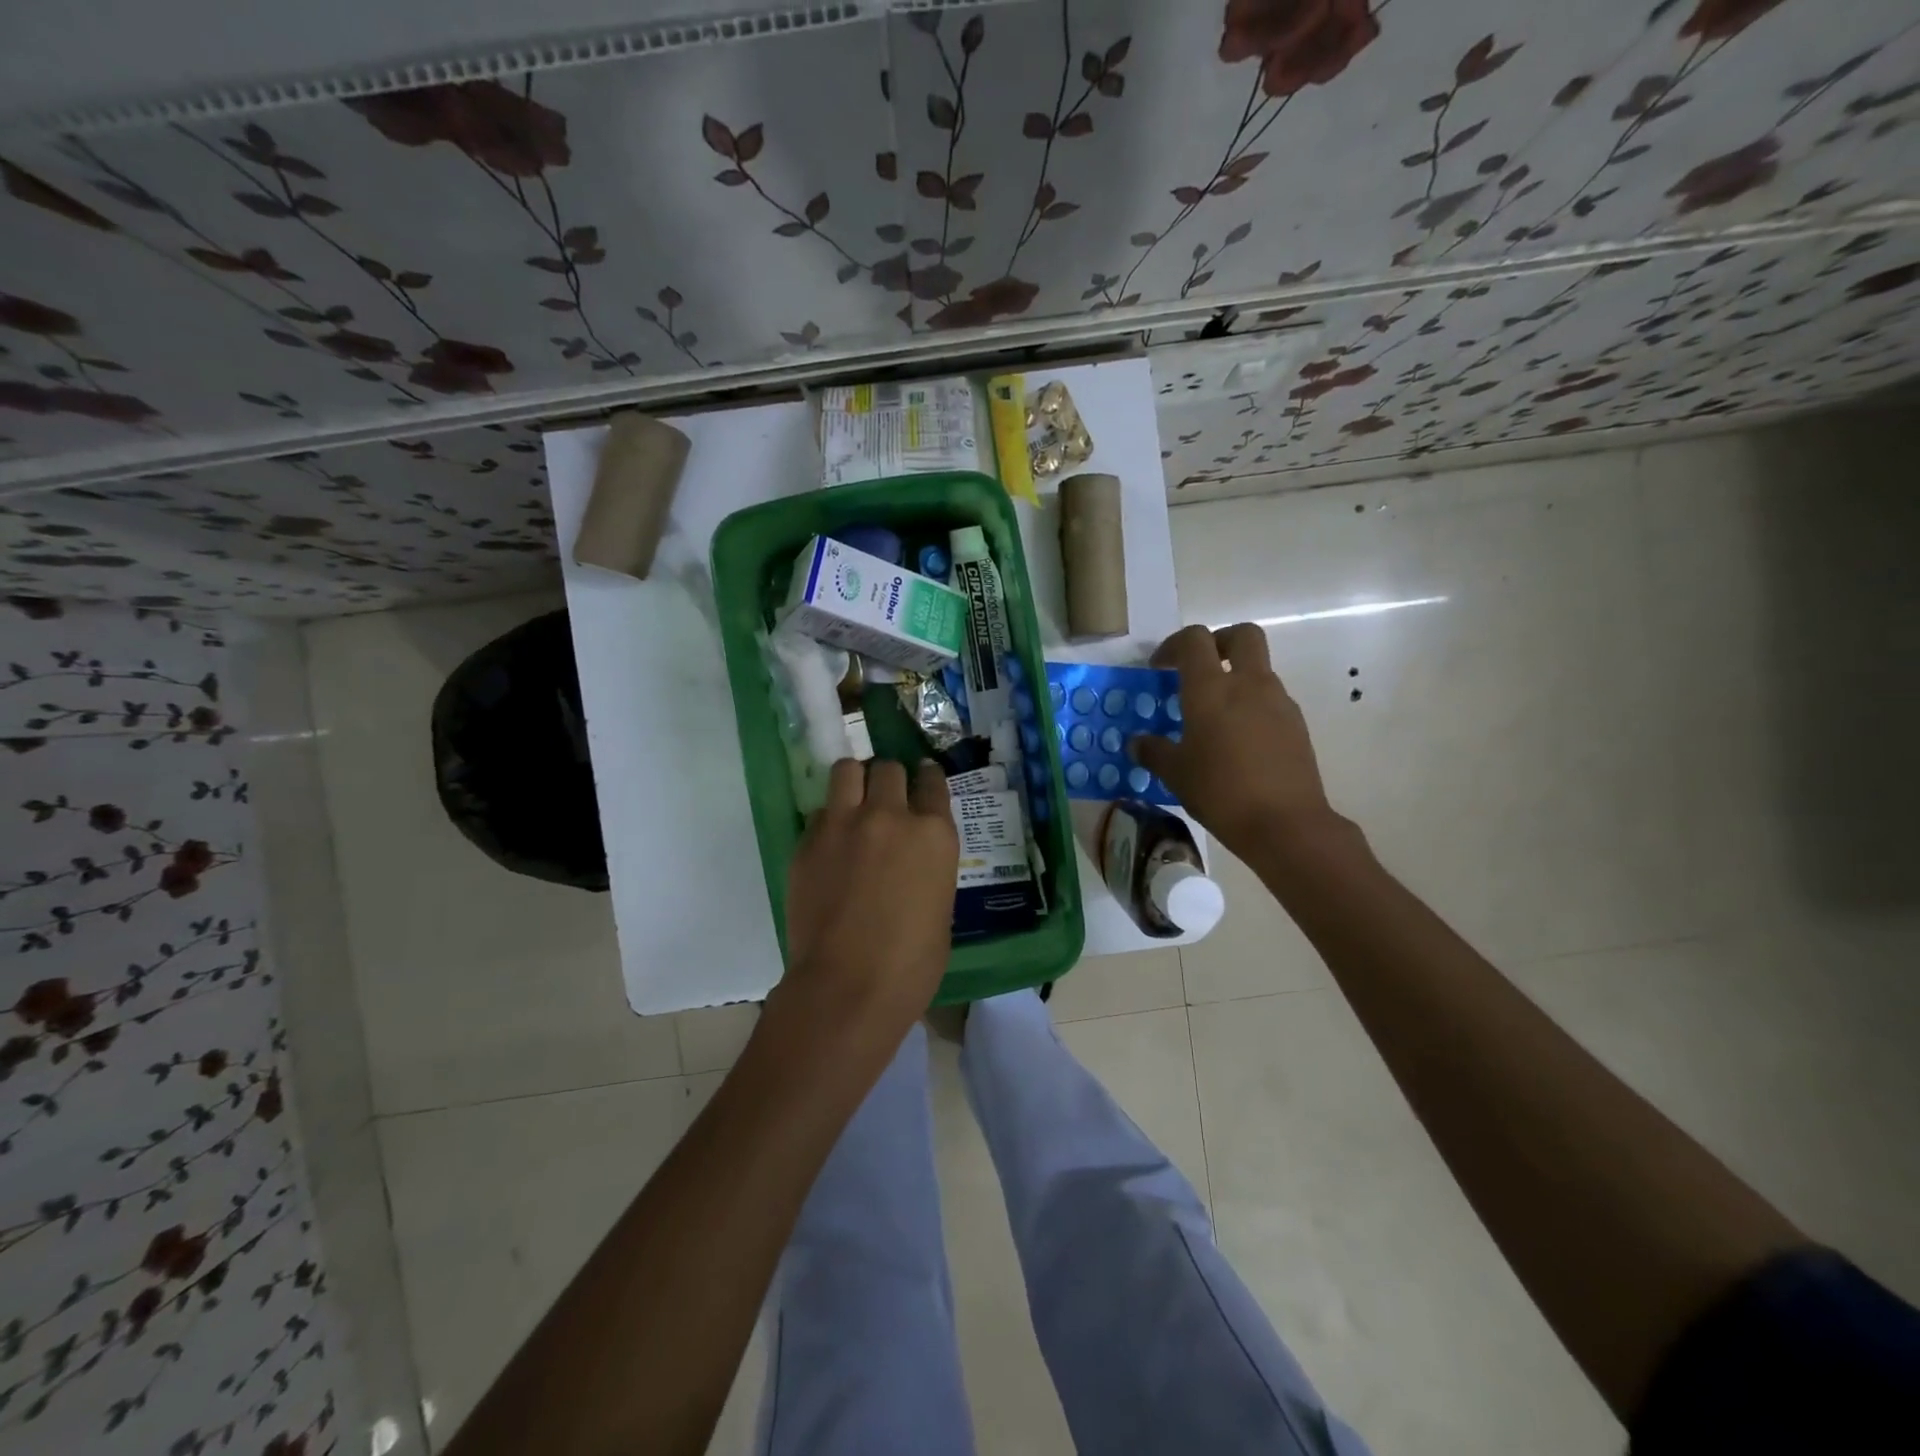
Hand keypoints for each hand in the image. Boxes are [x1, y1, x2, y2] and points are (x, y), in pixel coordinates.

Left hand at [779, 759, 957, 1037]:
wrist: (847, 986)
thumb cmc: (910, 963)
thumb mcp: (941, 906)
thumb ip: (928, 866)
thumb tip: (913, 860)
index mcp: (934, 834)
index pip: (932, 781)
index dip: (926, 777)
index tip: (922, 778)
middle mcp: (890, 815)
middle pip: (889, 768)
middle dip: (889, 779)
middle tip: (886, 798)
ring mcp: (845, 823)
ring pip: (847, 770)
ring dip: (855, 781)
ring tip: (854, 800)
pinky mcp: (808, 840)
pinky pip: (821, 811)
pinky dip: (829, 819)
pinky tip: (831, 844)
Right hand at [1130, 623, 1340, 859]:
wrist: (1285, 823)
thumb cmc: (1220, 791)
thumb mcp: (1176, 774)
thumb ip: (1153, 752)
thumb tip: (1136, 743)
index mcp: (1211, 689)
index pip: (1194, 640)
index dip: (1173, 645)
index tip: (1159, 668)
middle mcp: (1248, 684)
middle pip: (1242, 635)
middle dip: (1219, 641)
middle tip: (1200, 667)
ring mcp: (1278, 702)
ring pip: (1258, 668)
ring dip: (1236, 677)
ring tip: (1215, 715)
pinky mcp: (1296, 724)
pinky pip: (1271, 699)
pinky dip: (1252, 705)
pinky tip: (1239, 741)